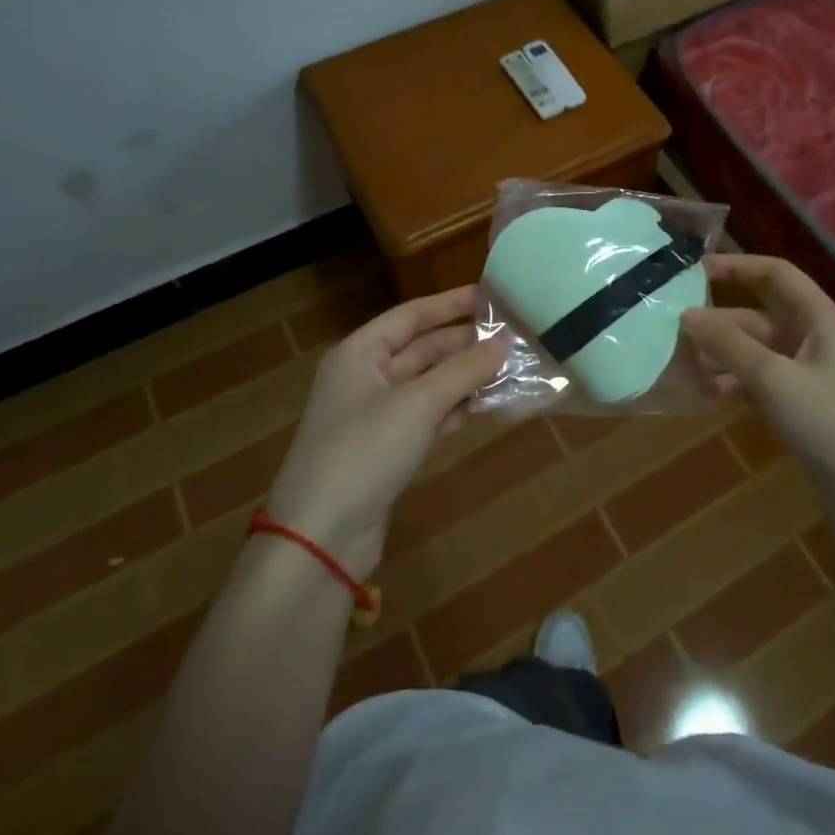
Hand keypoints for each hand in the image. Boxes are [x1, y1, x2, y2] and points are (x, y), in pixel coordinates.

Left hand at [265, 285, 505, 581]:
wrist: (321, 538)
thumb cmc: (363, 452)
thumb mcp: (417, 404)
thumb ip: (463, 370)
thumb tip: (505, 342)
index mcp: (359, 354)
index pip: (411, 316)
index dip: (451, 304)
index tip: (492, 296)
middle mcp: (366, 378)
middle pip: (423, 349)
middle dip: (466, 344)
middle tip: (513, 336)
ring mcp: (377, 416)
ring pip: (430, 384)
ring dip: (467, 377)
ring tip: (513, 367)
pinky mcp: (389, 449)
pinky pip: (430, 415)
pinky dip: (458, 408)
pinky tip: (492, 404)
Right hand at [682, 254, 834, 492]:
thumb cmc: (831, 423)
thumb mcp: (774, 377)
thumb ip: (728, 343)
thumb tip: (686, 315)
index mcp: (823, 319)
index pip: (777, 275)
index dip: (736, 267)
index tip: (693, 270)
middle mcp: (818, 341)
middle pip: (760, 317)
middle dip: (718, 324)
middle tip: (672, 331)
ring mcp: (812, 378)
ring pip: (758, 354)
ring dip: (722, 357)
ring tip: (680, 367)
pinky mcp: (805, 411)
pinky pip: (762, 384)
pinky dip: (735, 385)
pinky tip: (705, 395)